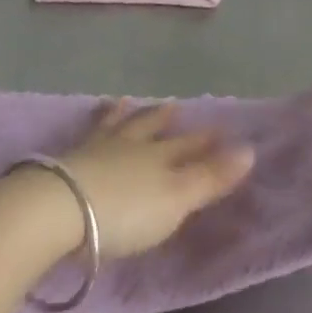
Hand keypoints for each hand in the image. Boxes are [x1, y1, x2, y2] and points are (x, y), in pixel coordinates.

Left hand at [53, 102, 255, 258]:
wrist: (60, 207)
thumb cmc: (126, 210)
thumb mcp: (176, 198)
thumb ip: (211, 177)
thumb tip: (251, 149)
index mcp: (160, 157)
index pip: (189, 146)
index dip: (207, 141)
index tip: (222, 131)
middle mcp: (132, 145)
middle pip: (153, 129)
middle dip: (166, 120)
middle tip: (176, 106)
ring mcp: (98, 148)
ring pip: (118, 125)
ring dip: (128, 115)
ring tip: (129, 102)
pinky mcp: (69, 158)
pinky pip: (90, 132)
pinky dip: (97, 122)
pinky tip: (94, 120)